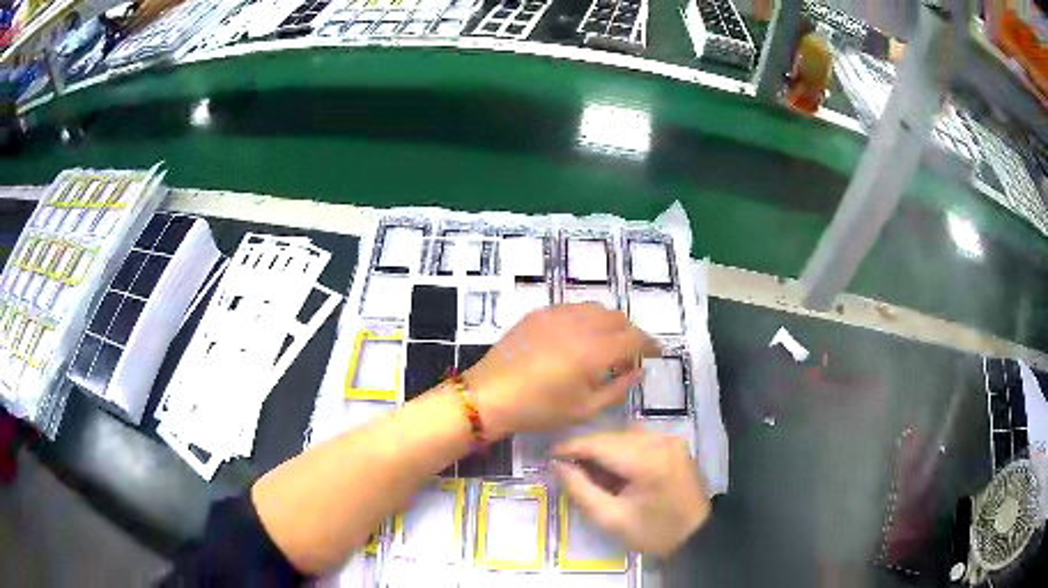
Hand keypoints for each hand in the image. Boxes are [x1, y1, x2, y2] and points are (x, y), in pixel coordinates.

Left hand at [465, 303, 658, 437]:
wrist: (490, 395)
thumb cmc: (539, 409)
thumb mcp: (585, 408)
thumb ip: (618, 388)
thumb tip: (638, 371)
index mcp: (595, 349)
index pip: (634, 337)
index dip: (649, 344)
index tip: (657, 352)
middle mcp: (580, 323)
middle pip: (618, 318)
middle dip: (630, 333)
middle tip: (629, 355)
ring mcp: (557, 314)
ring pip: (596, 309)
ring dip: (609, 324)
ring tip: (604, 346)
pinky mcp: (538, 313)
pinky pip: (573, 308)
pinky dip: (586, 319)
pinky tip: (577, 339)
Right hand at [554, 431, 710, 557]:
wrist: (696, 535)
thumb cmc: (653, 532)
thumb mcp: (611, 519)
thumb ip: (581, 490)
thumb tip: (558, 465)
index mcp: (647, 461)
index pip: (600, 444)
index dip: (571, 447)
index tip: (549, 455)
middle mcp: (660, 441)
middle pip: (612, 437)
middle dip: (587, 450)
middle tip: (567, 469)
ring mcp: (670, 440)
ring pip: (624, 436)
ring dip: (604, 450)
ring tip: (590, 472)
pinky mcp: (674, 444)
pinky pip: (639, 439)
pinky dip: (621, 450)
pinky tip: (614, 469)